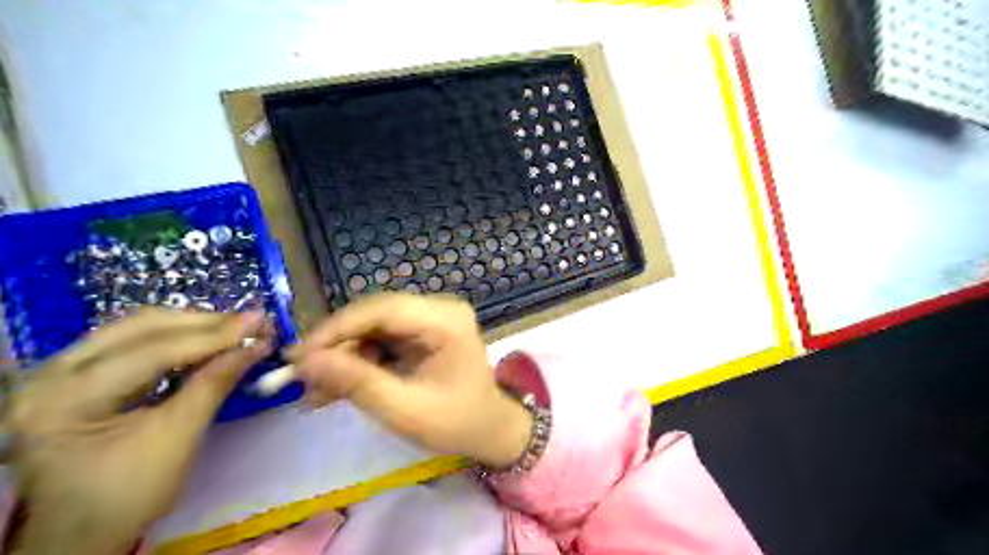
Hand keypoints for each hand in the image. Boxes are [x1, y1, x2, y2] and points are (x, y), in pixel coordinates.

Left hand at [3, 311, 267, 553]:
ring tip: (237, 329)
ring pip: (138, 329)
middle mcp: (51, 374)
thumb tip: (257, 346)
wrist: (84, 531)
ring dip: (194, 326)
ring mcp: (59, 371)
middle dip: (204, 323)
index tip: (260, 323)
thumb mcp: (178, 437)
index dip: (213, 335)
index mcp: (65, 399)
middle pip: (140, 328)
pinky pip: (134, 343)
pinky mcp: (77, 375)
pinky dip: (178, 339)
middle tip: (252, 323)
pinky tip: (209, 341)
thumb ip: (215, 384)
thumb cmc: (129, 493)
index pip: (151, 351)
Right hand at [288, 294, 532, 468]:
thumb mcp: (404, 409)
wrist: (488, 431)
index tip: (299, 355)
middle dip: (336, 345)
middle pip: (374, 315)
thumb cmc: (456, 423)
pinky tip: (334, 389)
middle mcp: (438, 310)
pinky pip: (380, 340)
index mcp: (445, 320)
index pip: (383, 309)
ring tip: (313, 391)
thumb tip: (305, 362)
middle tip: (298, 373)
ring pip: (372, 328)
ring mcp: (430, 320)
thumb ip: (356, 383)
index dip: (337, 328)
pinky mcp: (421, 334)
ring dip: (343, 357)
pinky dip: (358, 363)